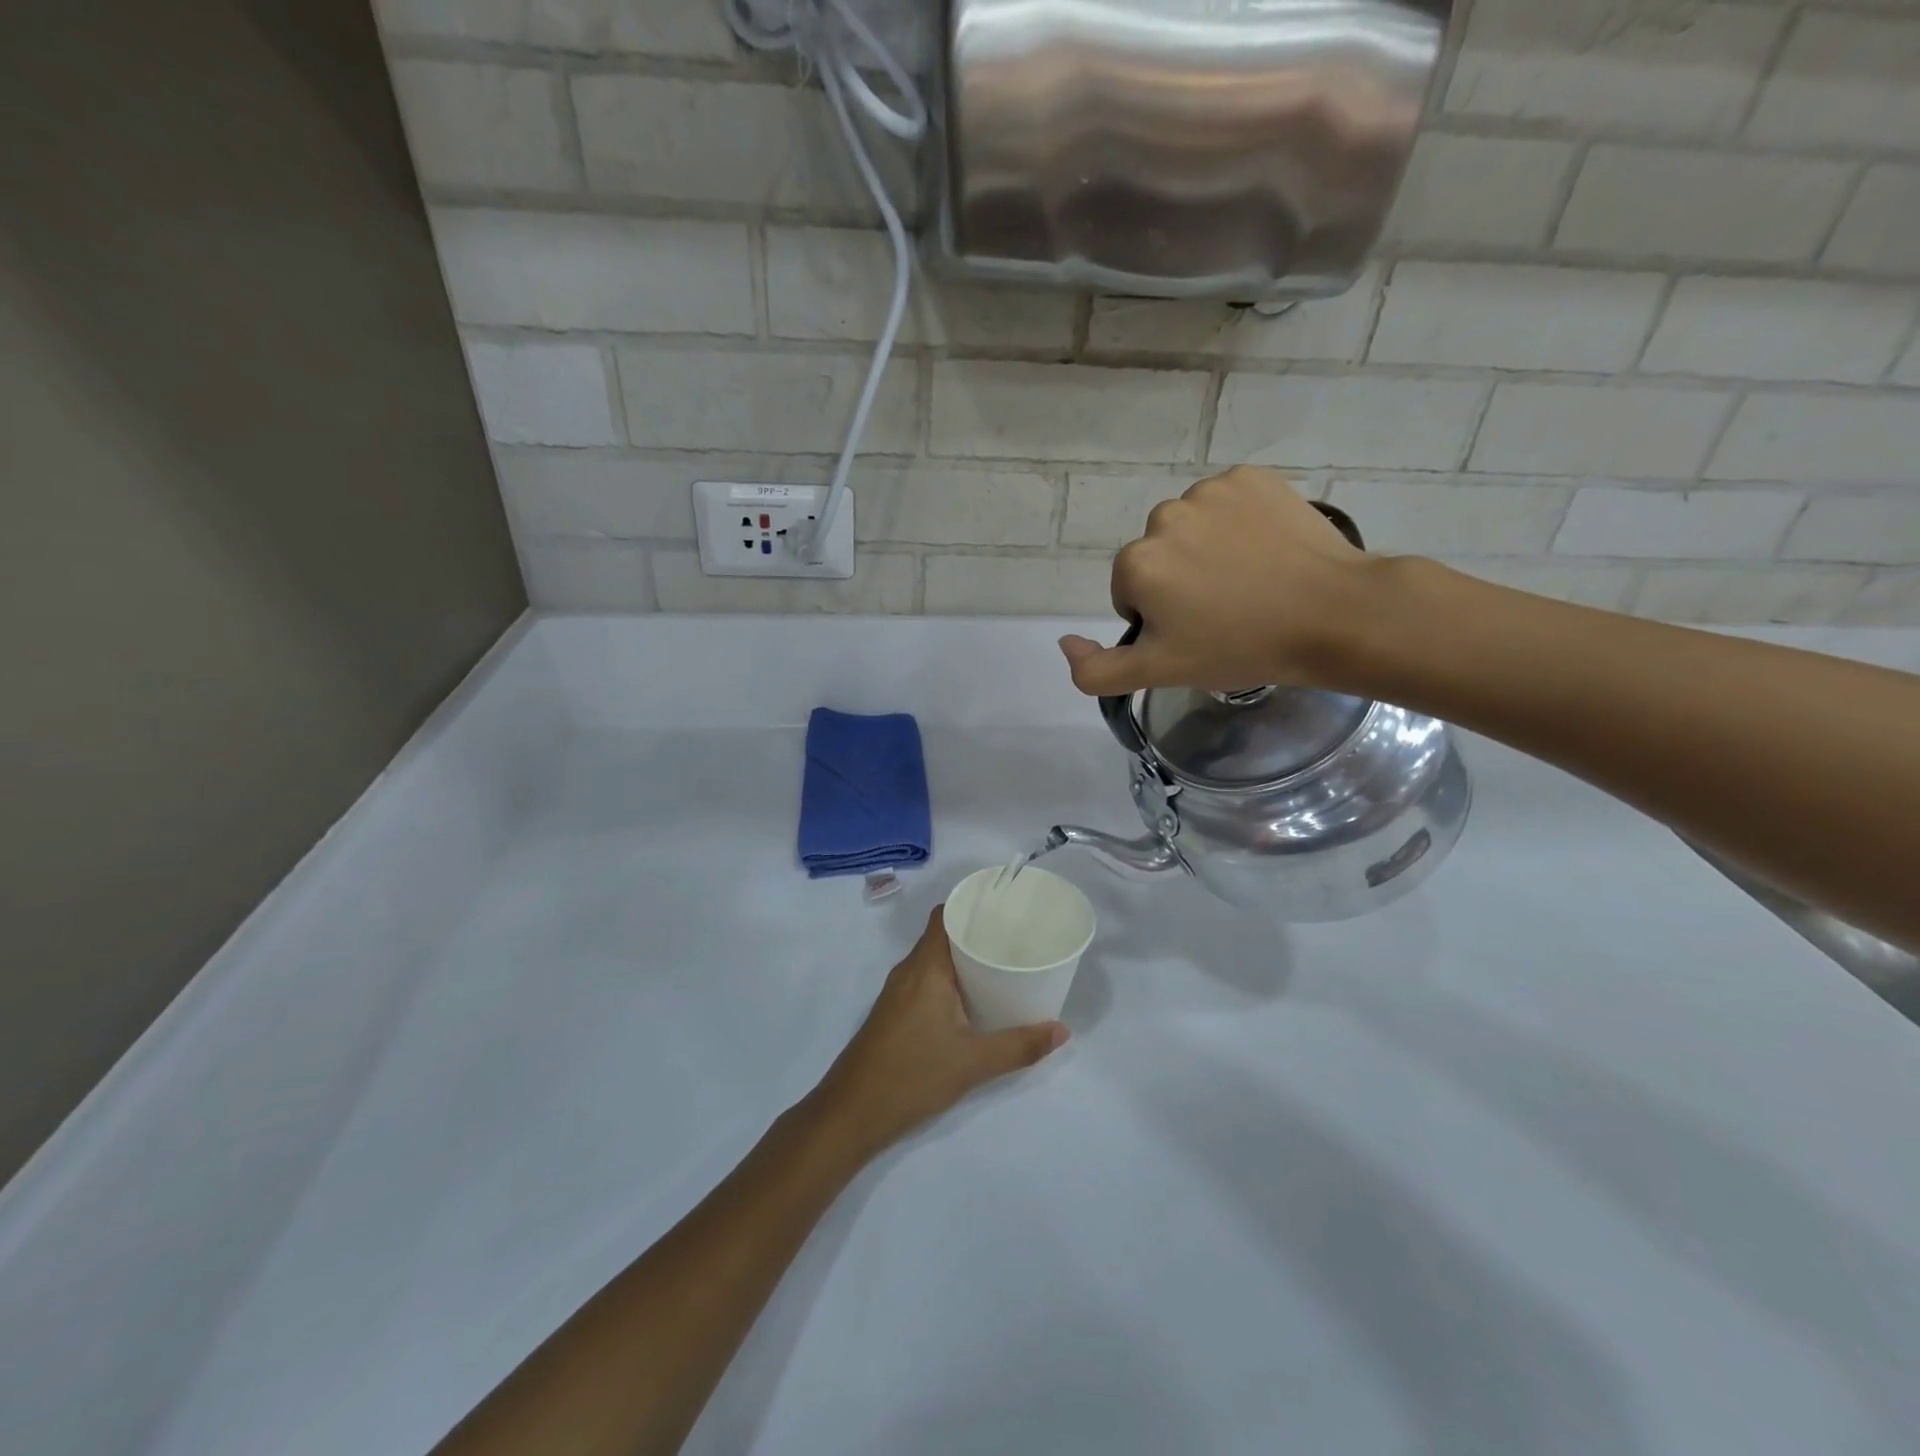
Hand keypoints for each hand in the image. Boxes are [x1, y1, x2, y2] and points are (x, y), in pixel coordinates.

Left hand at [810, 906, 1067, 1161]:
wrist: (851, 1113)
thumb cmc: (912, 1075)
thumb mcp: (973, 1062)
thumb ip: (1019, 1046)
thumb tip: (1062, 1030)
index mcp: (926, 967)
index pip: (944, 915)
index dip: (970, 905)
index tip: (1003, 907)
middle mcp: (908, 971)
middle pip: (942, 935)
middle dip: (975, 932)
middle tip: (1014, 938)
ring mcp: (897, 993)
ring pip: (933, 960)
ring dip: (962, 959)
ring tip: (999, 965)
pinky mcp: (893, 1013)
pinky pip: (925, 981)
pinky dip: (948, 980)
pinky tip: (971, 1000)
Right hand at [1058, 466, 1372, 696]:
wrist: (1333, 615)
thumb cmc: (1241, 648)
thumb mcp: (1160, 673)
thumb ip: (1095, 670)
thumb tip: (1063, 642)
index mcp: (1136, 563)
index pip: (1130, 592)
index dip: (1160, 618)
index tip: (1198, 633)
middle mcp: (1163, 517)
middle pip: (1157, 556)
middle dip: (1178, 581)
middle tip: (1225, 610)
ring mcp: (1210, 491)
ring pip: (1190, 527)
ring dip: (1206, 550)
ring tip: (1249, 580)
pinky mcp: (1251, 477)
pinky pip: (1226, 502)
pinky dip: (1238, 522)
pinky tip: (1265, 550)